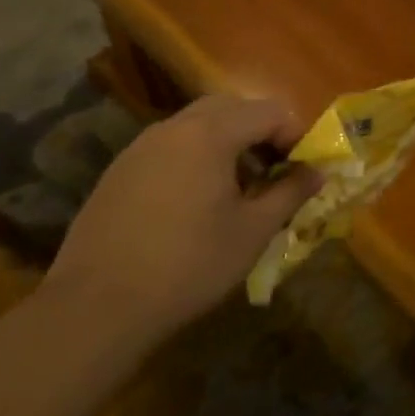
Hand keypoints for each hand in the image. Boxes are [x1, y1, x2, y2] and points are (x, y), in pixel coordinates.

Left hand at [42, 94, 321, 350]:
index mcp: (211, 133)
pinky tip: (194, 203)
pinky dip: (194, 158)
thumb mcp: (252, 232)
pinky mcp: (119, 171)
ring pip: (197, 125)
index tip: (303, 169)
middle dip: (260, 131)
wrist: (96, 308)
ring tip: (237, 187)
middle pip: (231, 108)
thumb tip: (318, 172)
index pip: (269, 110)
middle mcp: (174, 127)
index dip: (296, 134)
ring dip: (227, 142)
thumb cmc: (188, 265)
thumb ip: (290, 193)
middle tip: (274, 170)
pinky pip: (169, 147)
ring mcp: (141, 147)